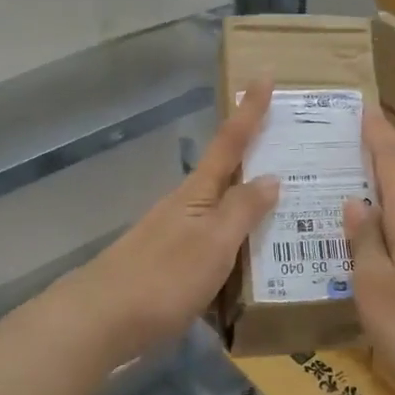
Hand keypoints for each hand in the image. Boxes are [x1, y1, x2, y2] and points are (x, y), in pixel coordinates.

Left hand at [67, 85, 279, 365]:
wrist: (101, 321)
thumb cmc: (164, 278)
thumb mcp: (213, 243)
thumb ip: (242, 211)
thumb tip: (269, 177)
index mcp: (197, 195)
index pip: (230, 142)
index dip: (249, 110)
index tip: (263, 74)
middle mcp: (184, 208)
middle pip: (225, 174)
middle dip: (255, 159)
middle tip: (293, 152)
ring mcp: (173, 236)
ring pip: (220, 212)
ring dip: (248, 206)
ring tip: (285, 213)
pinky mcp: (167, 266)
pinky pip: (212, 243)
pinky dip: (235, 243)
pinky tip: (249, 263)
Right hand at [343, 107, 394, 394]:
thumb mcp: (375, 286)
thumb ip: (363, 241)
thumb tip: (355, 202)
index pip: (393, 159)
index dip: (377, 133)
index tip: (362, 107)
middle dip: (379, 158)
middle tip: (344, 149)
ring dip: (388, 192)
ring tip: (355, 190)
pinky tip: (383, 241)